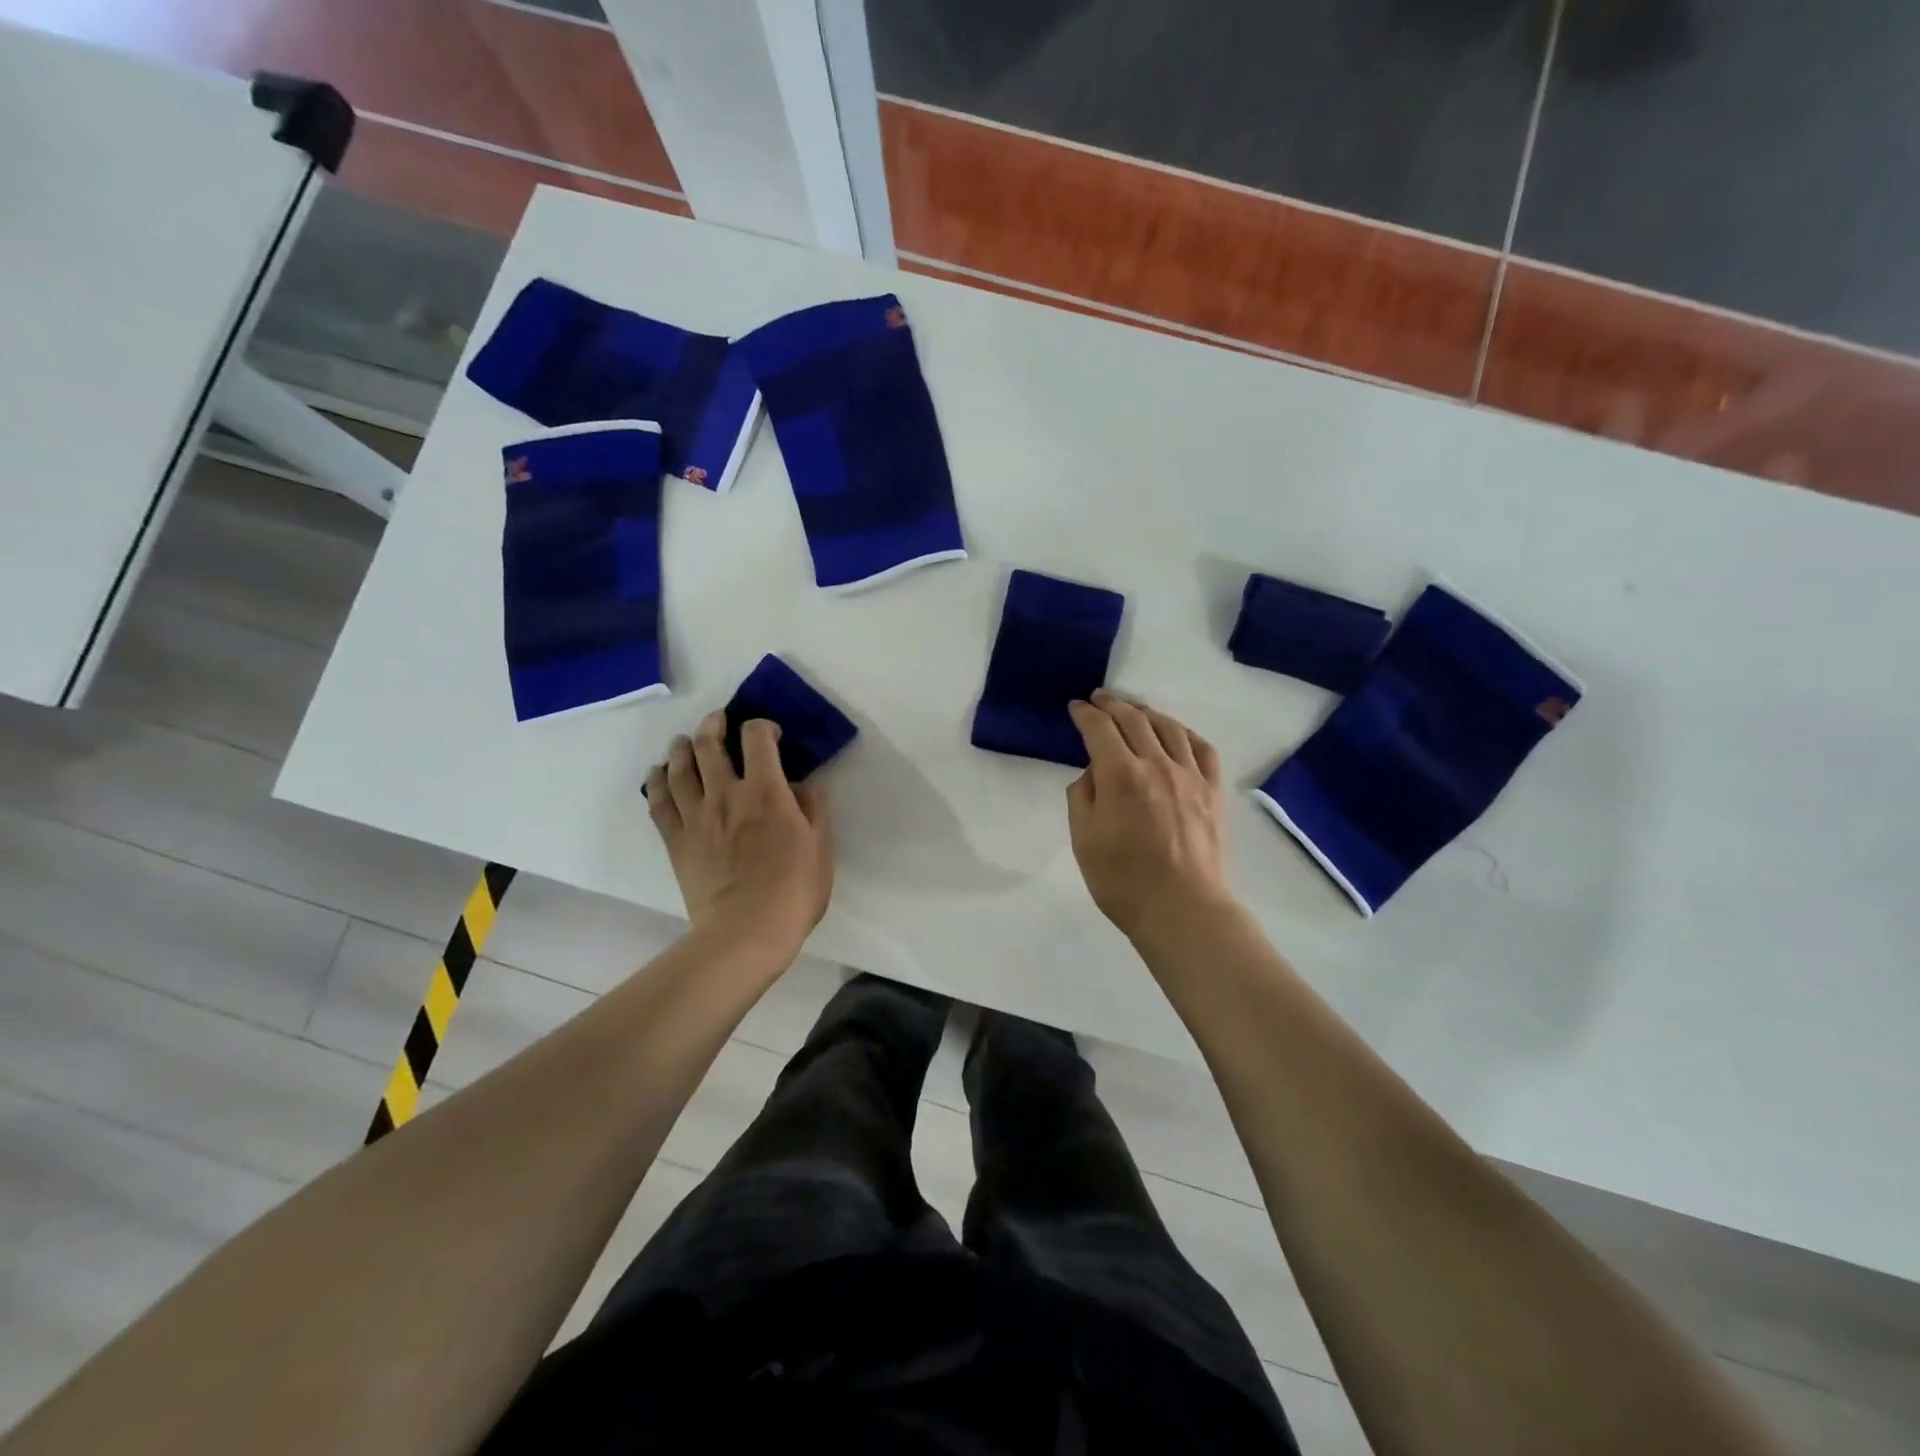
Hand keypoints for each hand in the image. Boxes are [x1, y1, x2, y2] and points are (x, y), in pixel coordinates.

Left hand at [647, 713, 832, 953]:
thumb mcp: (821, 845)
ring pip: (679, 768)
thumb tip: (801, 783)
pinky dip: (656, 783)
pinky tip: (657, 774)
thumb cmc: (794, 890)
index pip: (756, 738)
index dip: (763, 726)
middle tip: (718, 721)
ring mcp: (696, 817)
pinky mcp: (676, 841)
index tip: (771, 735)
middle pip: (709, 745)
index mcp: (766, 791)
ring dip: (681, 747)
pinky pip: (658, 803)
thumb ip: (813, 806)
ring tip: (685, 742)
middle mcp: (726, 794)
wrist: (747, 932)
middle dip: (713, 725)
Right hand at [1066, 689, 1234, 942]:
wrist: (1182, 911)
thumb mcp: (1083, 841)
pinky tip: (1178, 733)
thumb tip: (1093, 774)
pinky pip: (1203, 749)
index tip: (1076, 708)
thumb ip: (1082, 798)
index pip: (1099, 729)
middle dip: (1113, 705)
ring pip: (1170, 728)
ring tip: (1135, 710)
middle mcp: (1157, 764)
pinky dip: (1186, 733)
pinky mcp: (1214, 791)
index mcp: (1120, 776)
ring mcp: (1191, 776)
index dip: (1085, 714)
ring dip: (1148, 712)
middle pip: (1134, 720)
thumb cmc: (1123, 881)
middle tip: (1100, 699)